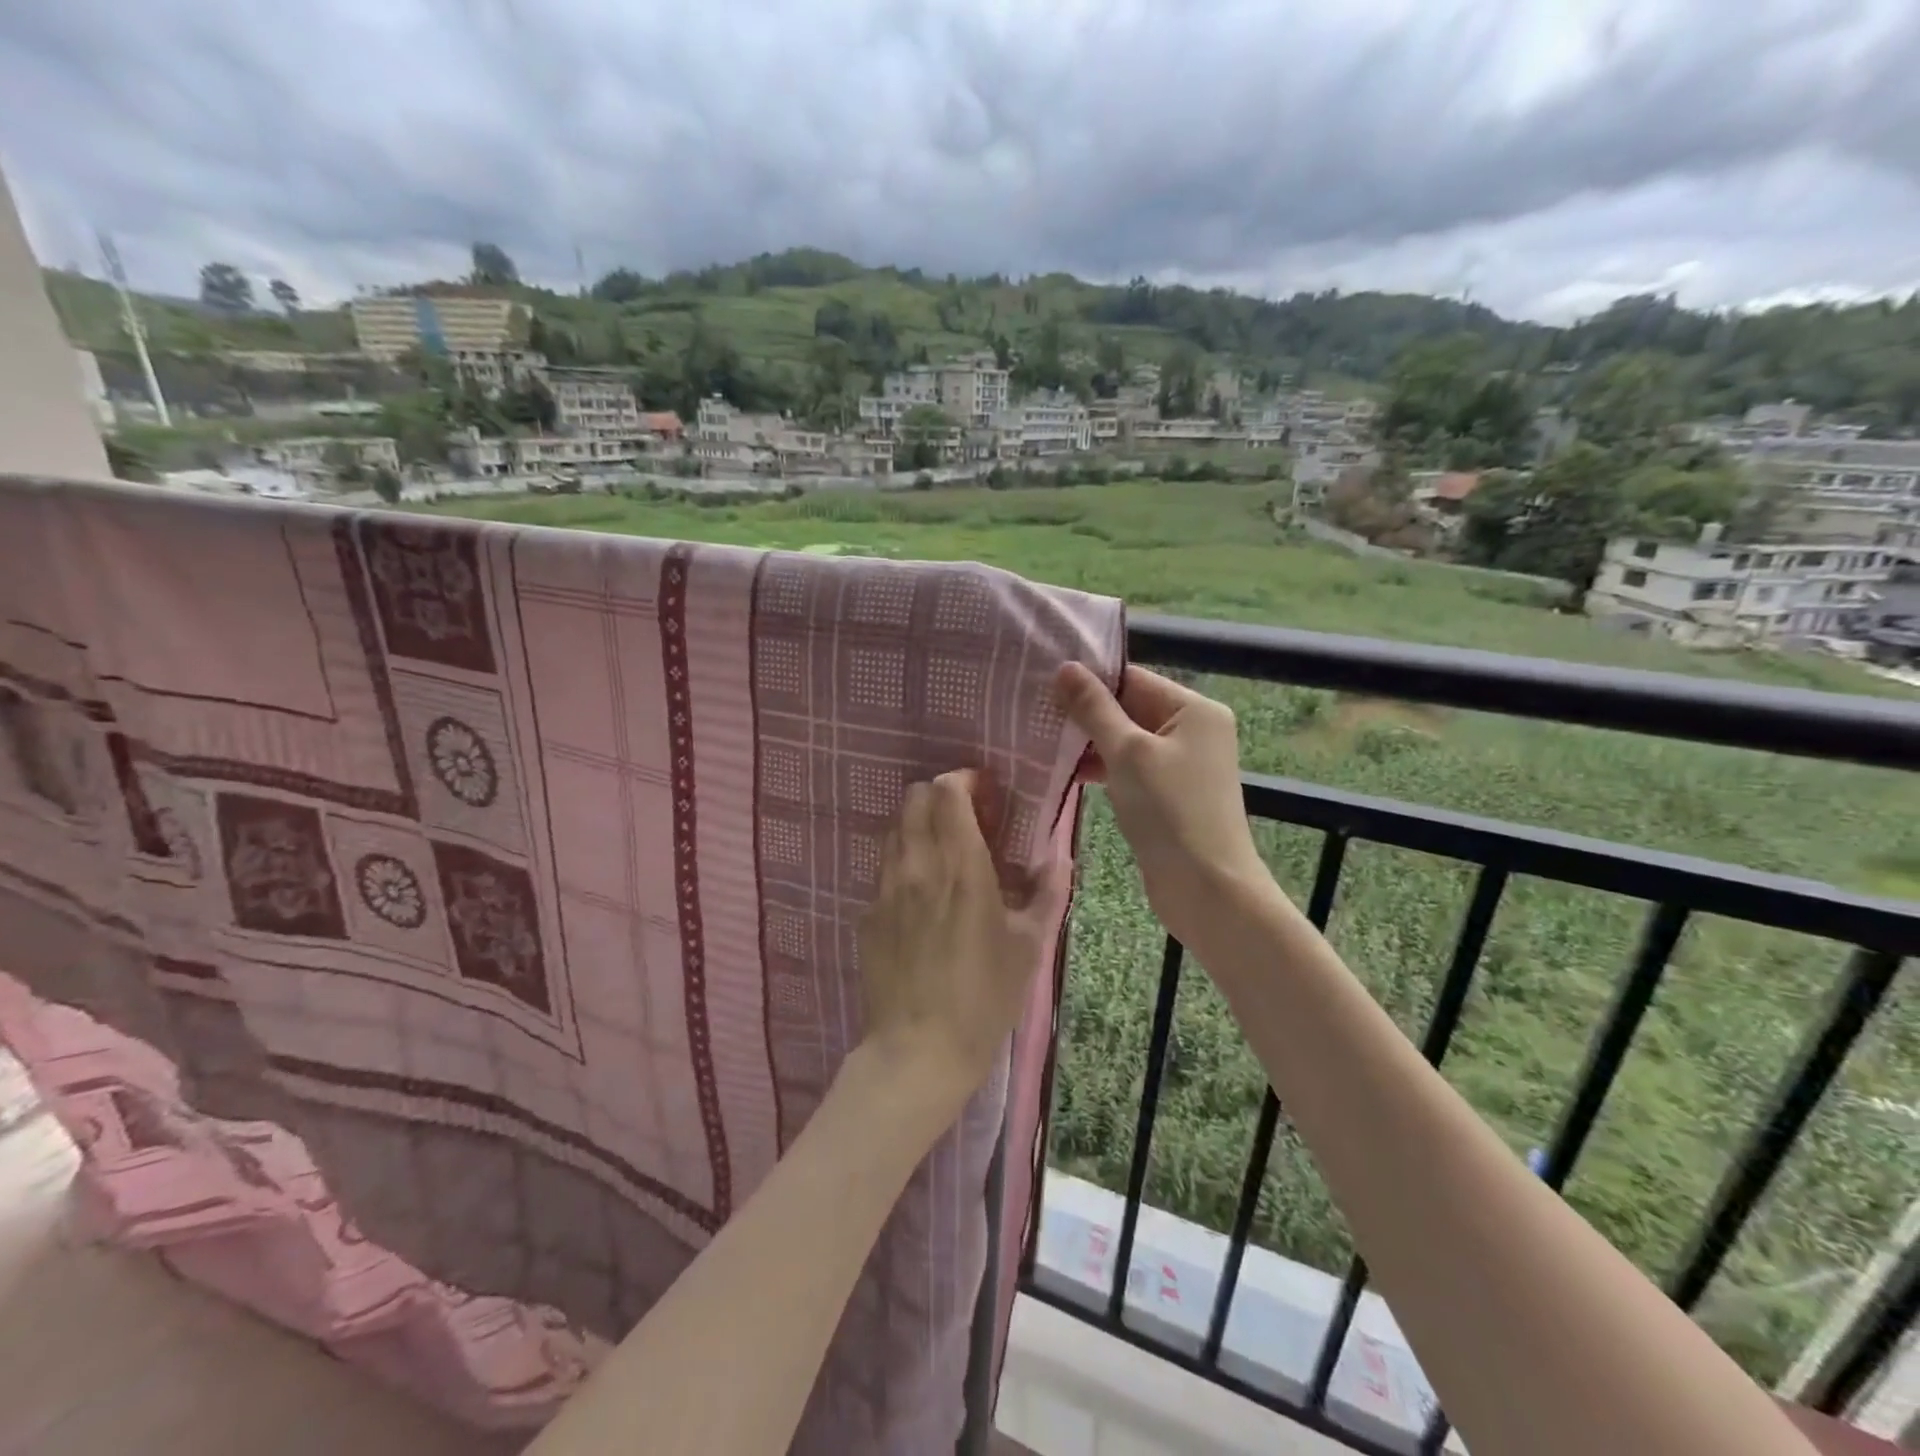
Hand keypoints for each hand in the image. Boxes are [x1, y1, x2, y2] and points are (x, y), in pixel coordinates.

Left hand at [858, 770, 1066, 1108]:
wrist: (918, 1051)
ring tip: (945, 853)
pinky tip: (923, 895)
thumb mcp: (1029, 946)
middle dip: (940, 796)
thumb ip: (1047, 893)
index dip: (965, 780)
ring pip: (894, 828)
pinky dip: (905, 861)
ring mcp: (885, 888)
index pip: (947, 792)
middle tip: (968, 820)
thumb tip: (1059, 857)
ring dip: (920, 825)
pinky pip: (885, 867)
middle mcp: (917, 865)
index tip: (986, 793)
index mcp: (961, 866)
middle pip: (914, 798)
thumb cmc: (984, 998)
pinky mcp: (868, 913)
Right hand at [1056, 663, 1264, 948]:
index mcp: (1194, 710)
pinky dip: (1104, 769)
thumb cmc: (1169, 811)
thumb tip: (1066, 667)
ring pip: (1128, 741)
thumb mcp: (1127, 753)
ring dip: (1091, 743)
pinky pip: (1132, 769)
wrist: (1206, 888)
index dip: (1090, 681)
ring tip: (1043, 740)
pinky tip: (1068, 773)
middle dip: (1087, 713)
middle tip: (1036, 712)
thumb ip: (1094, 709)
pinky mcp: (1170, 795)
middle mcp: (1194, 730)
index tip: (1043, 683)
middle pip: (1131, 708)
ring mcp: (1183, 765)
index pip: (1133, 680)